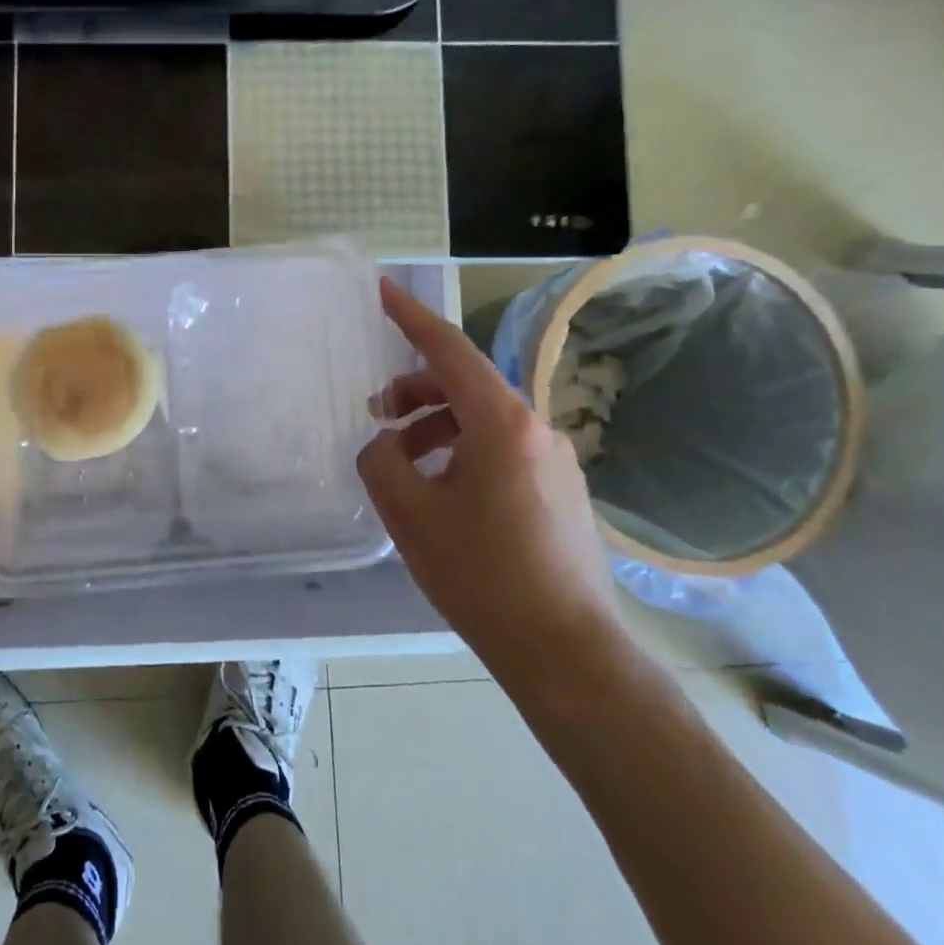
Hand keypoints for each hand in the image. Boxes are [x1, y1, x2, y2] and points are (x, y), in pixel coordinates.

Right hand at [357, 279, 623, 690]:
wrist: (567, 654)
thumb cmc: (482, 577)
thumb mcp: (409, 514)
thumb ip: (380, 460)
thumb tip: (386, 444)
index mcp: (501, 423)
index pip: (449, 349)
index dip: (411, 317)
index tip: (382, 290)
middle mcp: (536, 429)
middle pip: (465, 384)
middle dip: (414, 390)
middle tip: (376, 417)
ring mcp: (555, 460)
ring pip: (482, 419)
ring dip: (435, 426)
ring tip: (403, 463)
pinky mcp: (561, 490)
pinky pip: (501, 449)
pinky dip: (462, 450)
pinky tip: (442, 491)